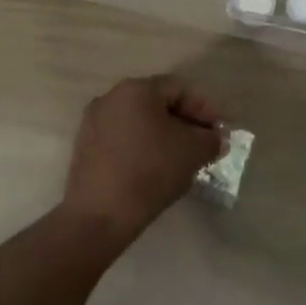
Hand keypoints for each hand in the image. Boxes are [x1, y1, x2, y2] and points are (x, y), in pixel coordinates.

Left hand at [62, 75, 225, 240]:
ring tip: (183, 160)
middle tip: (204, 145)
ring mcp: (93, 122)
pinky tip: (156, 170)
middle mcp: (110, 98)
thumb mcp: (194, 151)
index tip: (220, 133)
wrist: (100, 215)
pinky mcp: (85, 148)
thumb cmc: (151, 171)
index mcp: (136, 89)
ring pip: (140, 123)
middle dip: (186, 123)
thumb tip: (214, 139)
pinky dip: (144, 148)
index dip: (205, 109)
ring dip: (165, 137)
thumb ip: (211, 139)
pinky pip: (123, 139)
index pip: (180, 89)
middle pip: (158, 104)